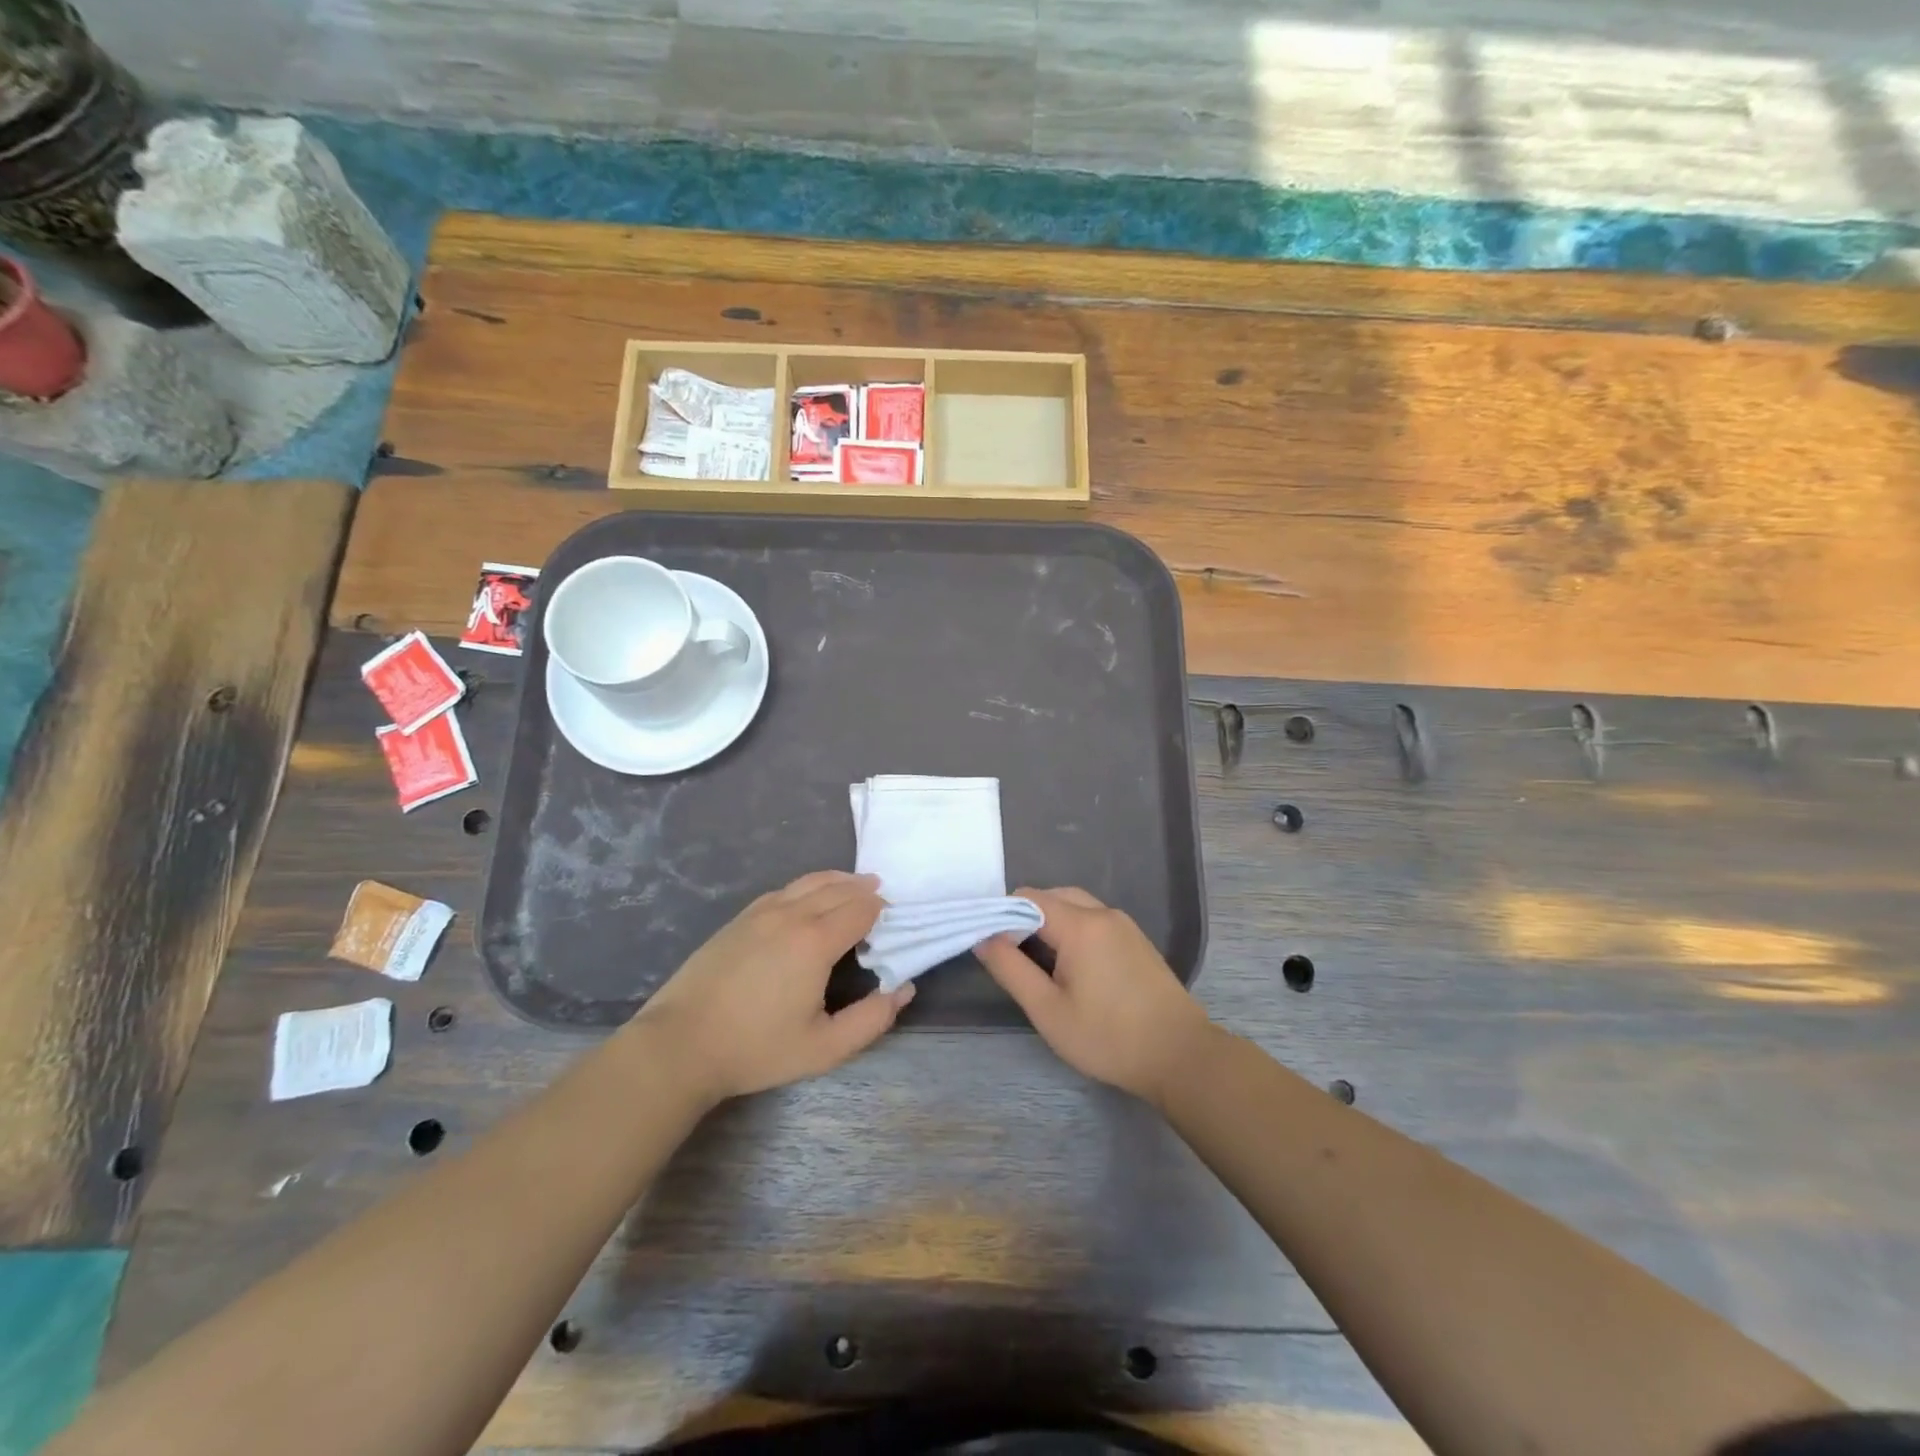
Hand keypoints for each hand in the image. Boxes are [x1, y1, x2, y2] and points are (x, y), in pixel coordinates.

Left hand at [635, 871, 911, 1102]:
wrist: (681, 1043)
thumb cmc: (756, 1048)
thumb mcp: (824, 1048)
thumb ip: (871, 1020)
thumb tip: (903, 989)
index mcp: (815, 941)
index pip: (860, 910)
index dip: (881, 911)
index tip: (892, 921)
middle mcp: (791, 915)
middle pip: (838, 889)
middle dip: (864, 890)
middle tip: (881, 896)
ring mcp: (761, 912)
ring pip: (809, 882)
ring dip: (838, 881)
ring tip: (855, 884)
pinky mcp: (740, 919)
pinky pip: (784, 889)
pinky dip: (808, 885)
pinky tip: (809, 896)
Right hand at [975, 887, 1216, 1104]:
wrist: (1180, 1056)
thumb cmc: (1108, 1037)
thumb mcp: (1048, 1010)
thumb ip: (1010, 969)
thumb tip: (983, 938)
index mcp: (1080, 924)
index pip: (1027, 898)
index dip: (1002, 916)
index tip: (993, 949)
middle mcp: (1103, 913)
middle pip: (1051, 896)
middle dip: (1025, 918)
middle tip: (1014, 959)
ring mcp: (1124, 924)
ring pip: (1074, 905)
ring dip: (1050, 924)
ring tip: (1040, 965)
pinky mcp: (1136, 939)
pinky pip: (1094, 919)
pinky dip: (1073, 930)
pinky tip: (1072, 967)